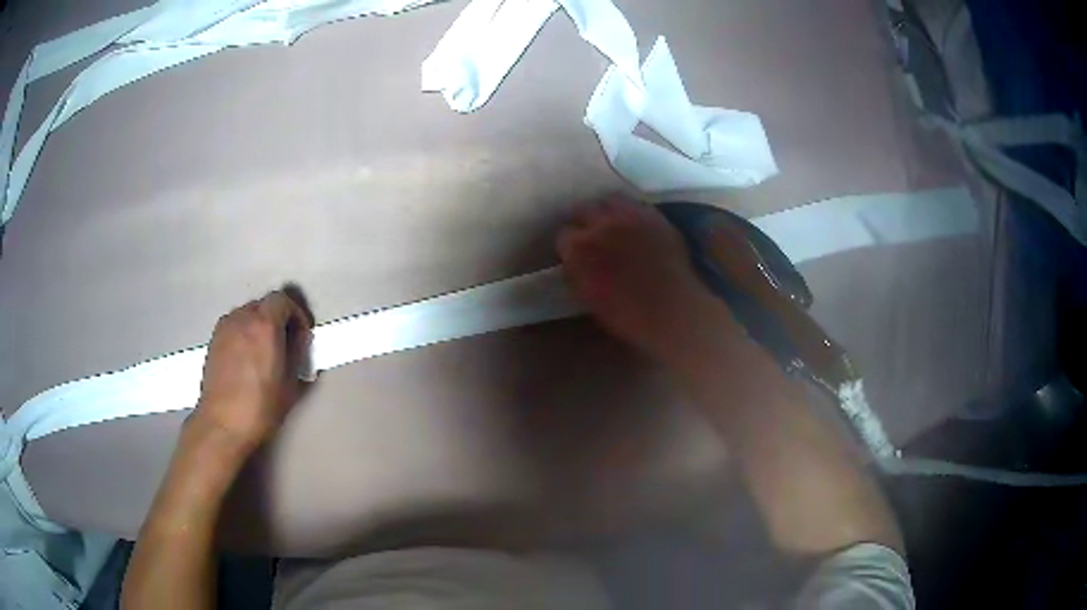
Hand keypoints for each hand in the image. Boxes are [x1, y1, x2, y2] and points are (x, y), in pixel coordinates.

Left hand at [193, 289, 312, 450]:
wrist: (222, 424)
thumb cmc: (260, 406)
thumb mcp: (290, 384)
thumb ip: (297, 356)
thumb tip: (298, 343)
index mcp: (264, 324)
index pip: (282, 300)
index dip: (296, 314)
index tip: (301, 337)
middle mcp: (242, 318)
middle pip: (264, 304)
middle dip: (277, 319)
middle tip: (285, 344)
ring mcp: (224, 328)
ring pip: (246, 314)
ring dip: (259, 326)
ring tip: (264, 352)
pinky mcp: (213, 340)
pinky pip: (233, 327)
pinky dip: (243, 334)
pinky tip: (246, 359)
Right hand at [557, 196, 736, 362]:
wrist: (672, 311)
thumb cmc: (627, 315)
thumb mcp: (589, 298)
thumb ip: (577, 273)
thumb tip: (573, 263)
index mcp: (578, 249)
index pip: (563, 236)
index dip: (570, 246)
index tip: (576, 254)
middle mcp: (599, 224)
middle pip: (583, 210)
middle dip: (585, 222)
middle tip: (593, 237)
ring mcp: (628, 216)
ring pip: (609, 200)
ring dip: (608, 211)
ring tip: (614, 224)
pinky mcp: (653, 215)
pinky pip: (636, 203)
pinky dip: (632, 211)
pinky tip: (637, 225)